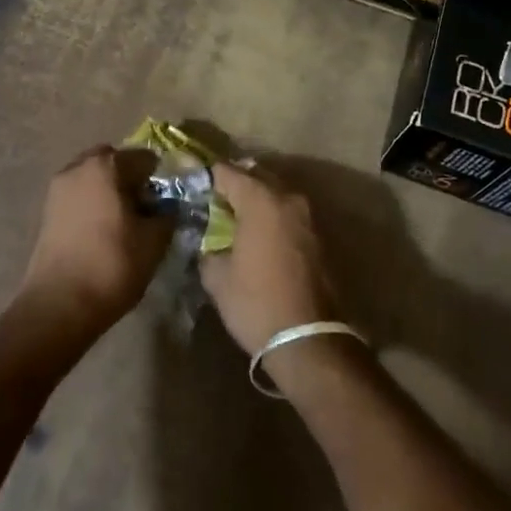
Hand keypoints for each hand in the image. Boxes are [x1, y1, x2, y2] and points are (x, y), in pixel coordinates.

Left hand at [17, 146, 168, 337]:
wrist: (59, 305)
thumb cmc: (112, 265)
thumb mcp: (155, 240)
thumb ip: (167, 214)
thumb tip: (167, 207)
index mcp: (107, 165)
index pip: (145, 158)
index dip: (161, 179)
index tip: (168, 203)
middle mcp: (78, 167)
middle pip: (115, 162)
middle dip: (131, 179)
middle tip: (145, 209)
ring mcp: (58, 188)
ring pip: (94, 178)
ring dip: (110, 191)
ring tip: (124, 223)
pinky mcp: (47, 211)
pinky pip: (79, 195)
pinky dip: (93, 204)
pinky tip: (103, 232)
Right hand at [200, 162, 335, 356]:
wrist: (308, 338)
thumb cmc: (256, 303)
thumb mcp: (217, 277)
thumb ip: (208, 248)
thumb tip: (208, 240)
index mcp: (260, 200)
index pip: (227, 172)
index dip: (207, 175)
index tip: (192, 181)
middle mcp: (288, 199)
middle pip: (256, 175)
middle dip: (234, 182)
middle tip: (212, 196)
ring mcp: (307, 216)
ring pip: (275, 192)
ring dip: (256, 197)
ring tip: (233, 214)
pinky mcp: (318, 236)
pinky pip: (288, 212)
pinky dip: (271, 214)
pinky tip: (256, 232)